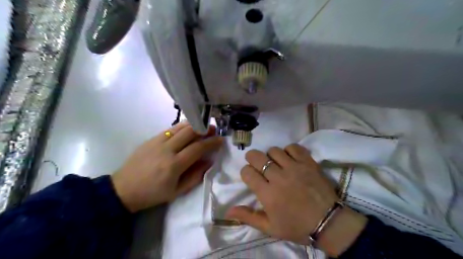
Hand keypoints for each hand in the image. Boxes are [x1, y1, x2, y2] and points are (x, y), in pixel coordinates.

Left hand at [110, 123, 221, 212]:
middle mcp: (166, 150)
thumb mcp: (177, 192)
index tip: (221, 139)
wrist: (123, 189)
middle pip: (190, 132)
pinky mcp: (151, 139)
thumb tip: (209, 161)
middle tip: (213, 129)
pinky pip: (170, 129)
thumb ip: (195, 176)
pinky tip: (187, 130)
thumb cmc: (153, 194)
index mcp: (174, 165)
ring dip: (194, 125)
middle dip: (205, 129)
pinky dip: (182, 127)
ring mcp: (157, 142)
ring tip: (203, 127)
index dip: (212, 142)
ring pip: (180, 127)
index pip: (198, 148)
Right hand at [226, 144, 366, 256]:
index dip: (245, 172)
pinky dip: (288, 150)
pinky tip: (290, 159)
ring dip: (271, 155)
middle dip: (252, 157)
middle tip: (256, 163)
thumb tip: (228, 211)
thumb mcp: (270, 228)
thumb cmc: (297, 226)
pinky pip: (293, 147)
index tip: (250, 177)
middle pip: (257, 157)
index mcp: (267, 194)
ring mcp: (294, 168)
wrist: (328, 222)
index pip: (247, 172)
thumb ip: (248, 217)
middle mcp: (278, 177)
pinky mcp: (308, 163)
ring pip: (274, 150)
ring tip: (275, 163)